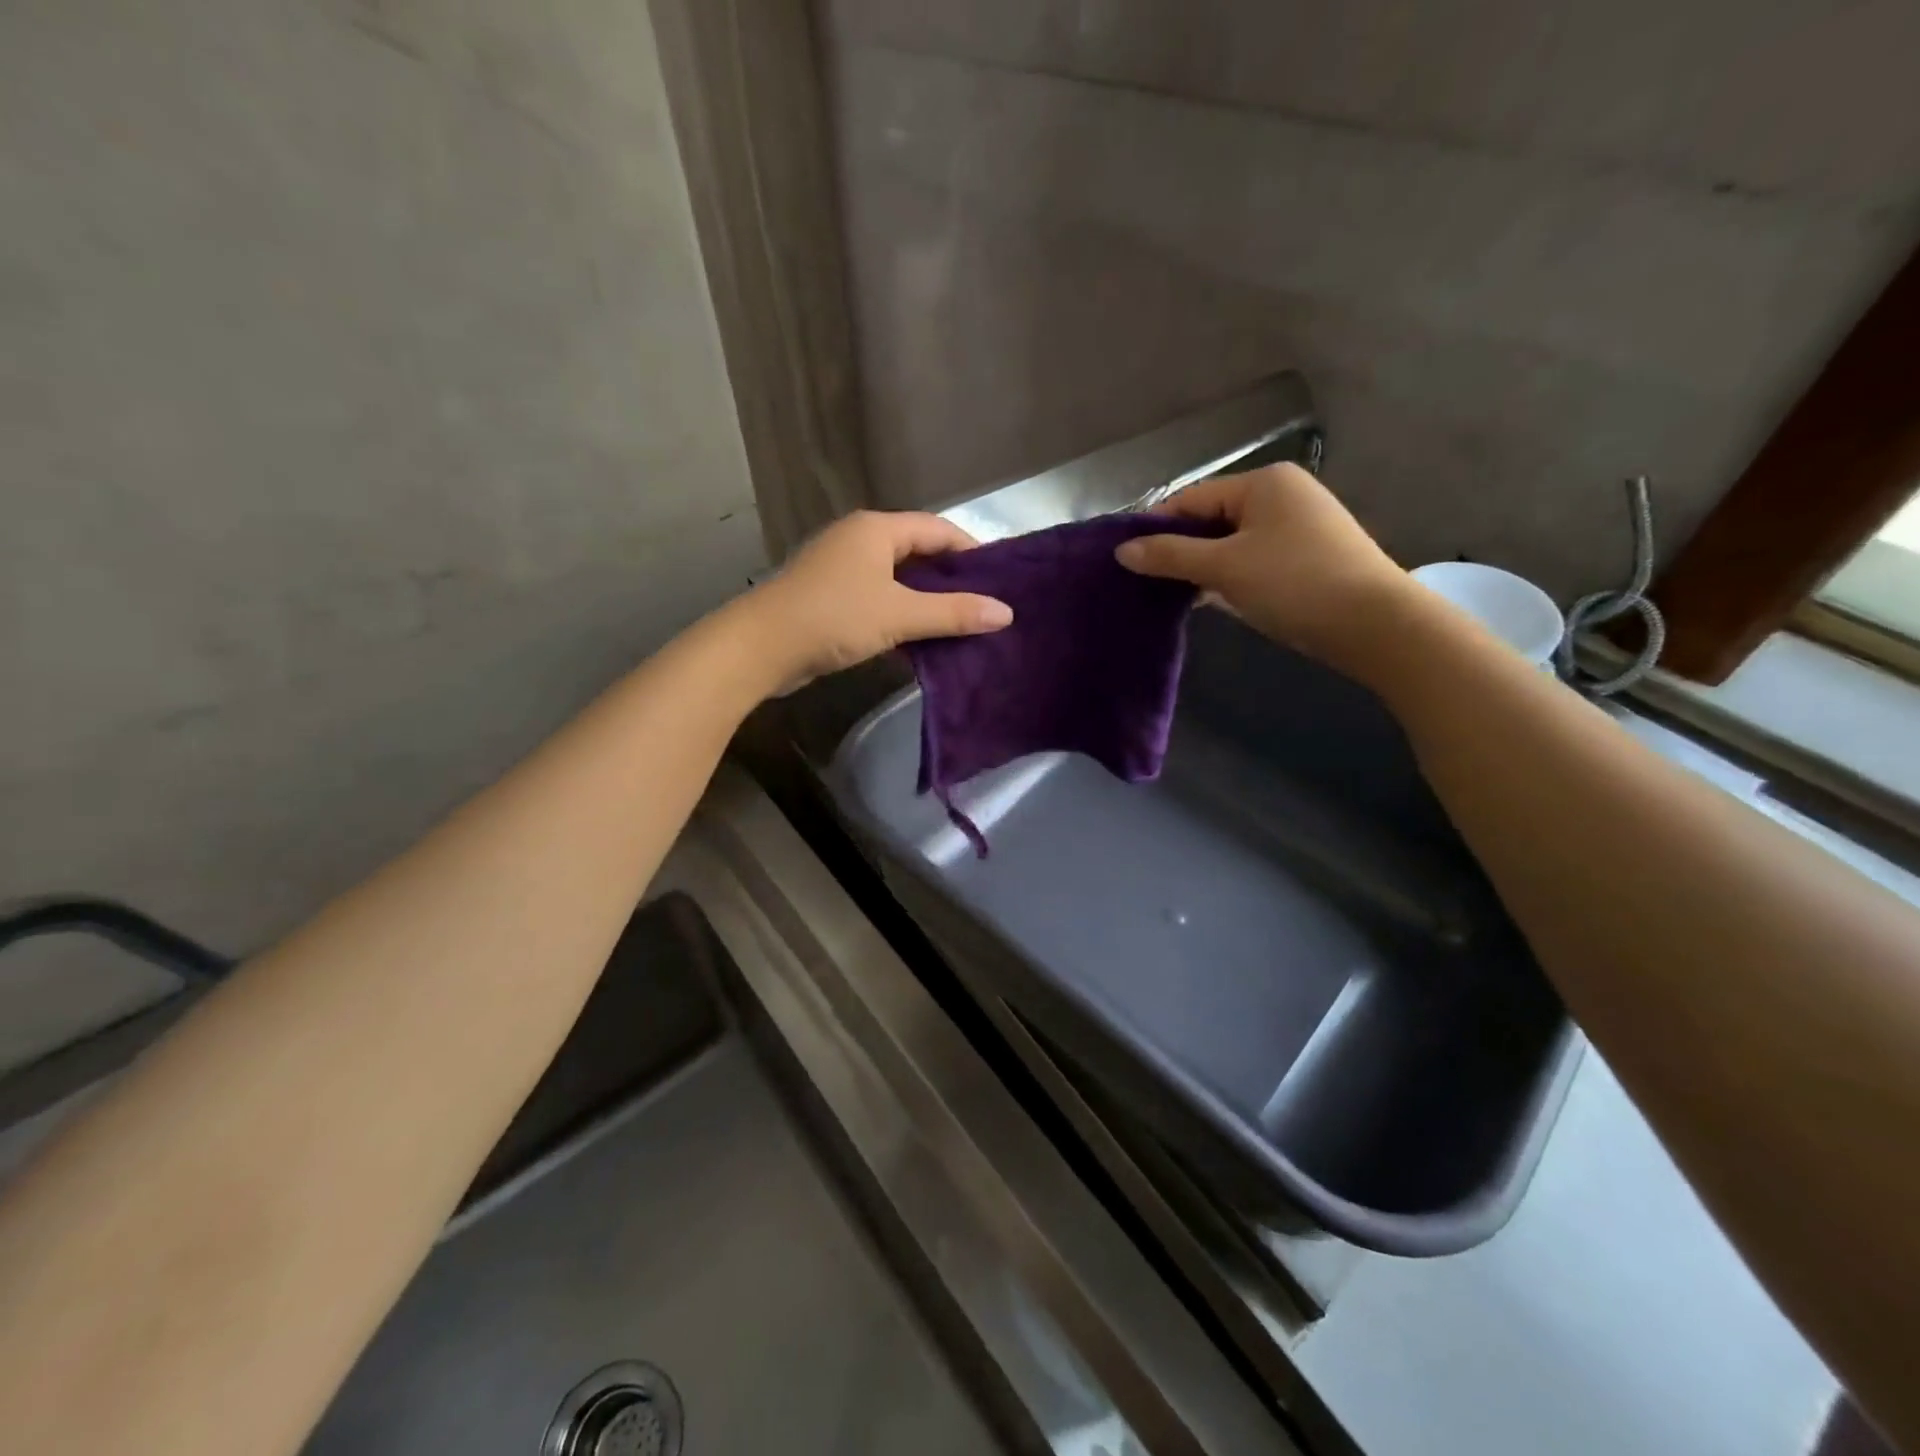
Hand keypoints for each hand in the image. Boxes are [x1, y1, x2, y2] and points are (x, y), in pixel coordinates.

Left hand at [744, 510, 1012, 690]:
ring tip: (961, 624)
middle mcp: (859, 539)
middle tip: (986, 606)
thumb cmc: (833, 618)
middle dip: (951, 579)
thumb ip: (953, 613)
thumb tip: (1006, 613)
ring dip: (927, 600)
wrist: (759, 647)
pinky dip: (902, 613)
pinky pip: (878, 598)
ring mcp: (841, 568)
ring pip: (898, 578)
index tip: (1001, 580)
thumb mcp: (899, 615)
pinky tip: (921, 639)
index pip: (938, 529)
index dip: (972, 552)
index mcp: (877, 529)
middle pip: (918, 552)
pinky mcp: (830, 596)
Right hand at [1115, 464, 1410, 672]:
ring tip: (1173, 594)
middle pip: (1211, 518)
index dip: (1156, 527)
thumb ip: (1170, 555)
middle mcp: (1282, 494)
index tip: (1127, 561)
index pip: (1191, 498)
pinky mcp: (1308, 556)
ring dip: (1203, 566)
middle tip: (1147, 582)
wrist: (1374, 624)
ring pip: (1231, 541)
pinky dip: (1229, 575)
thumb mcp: (1224, 567)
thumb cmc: (1293, 582)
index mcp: (1262, 483)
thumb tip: (1122, 550)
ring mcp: (1299, 525)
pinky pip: (1253, 558)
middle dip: (1180, 549)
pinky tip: (1210, 599)